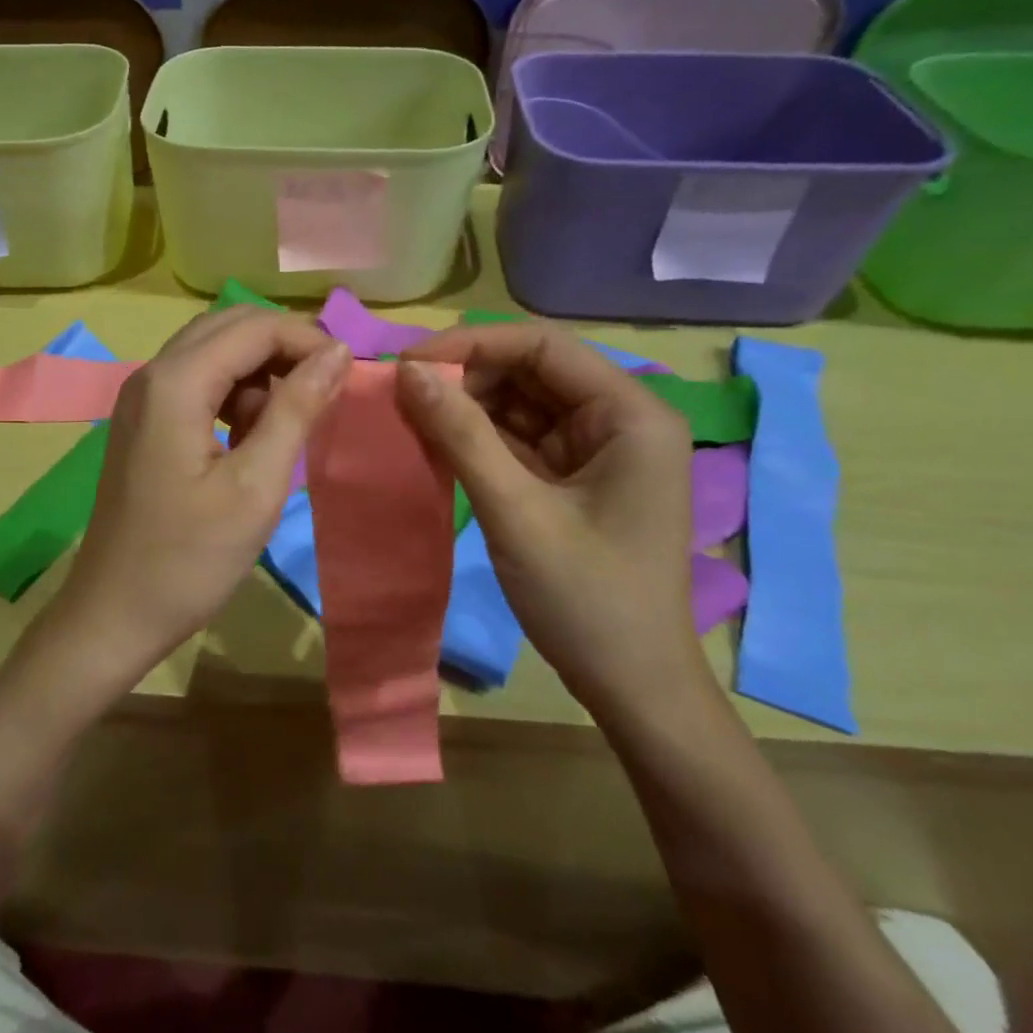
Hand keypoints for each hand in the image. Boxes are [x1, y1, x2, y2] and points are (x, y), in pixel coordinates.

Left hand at [58, 307, 351, 682]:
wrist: (114, 614)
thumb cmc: (189, 559)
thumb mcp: (256, 485)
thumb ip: (297, 410)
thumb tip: (338, 352)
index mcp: (175, 382)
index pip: (254, 327)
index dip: (307, 340)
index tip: (350, 376)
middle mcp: (151, 374)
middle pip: (229, 328)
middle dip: (284, 348)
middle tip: (325, 392)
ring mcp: (141, 398)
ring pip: (212, 352)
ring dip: (258, 373)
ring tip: (287, 424)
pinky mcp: (143, 422)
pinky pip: (196, 383)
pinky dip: (232, 394)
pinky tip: (249, 438)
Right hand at [396, 319, 701, 719]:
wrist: (632, 689)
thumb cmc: (586, 599)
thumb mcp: (516, 511)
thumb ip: (461, 435)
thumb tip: (407, 371)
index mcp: (629, 414)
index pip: (542, 346)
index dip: (471, 344)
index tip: (407, 363)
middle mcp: (619, 419)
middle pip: (531, 371)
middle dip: (465, 377)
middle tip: (400, 395)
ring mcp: (597, 450)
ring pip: (520, 404)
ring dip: (466, 408)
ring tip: (409, 418)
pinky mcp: (575, 479)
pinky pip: (519, 440)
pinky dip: (477, 440)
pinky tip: (435, 444)